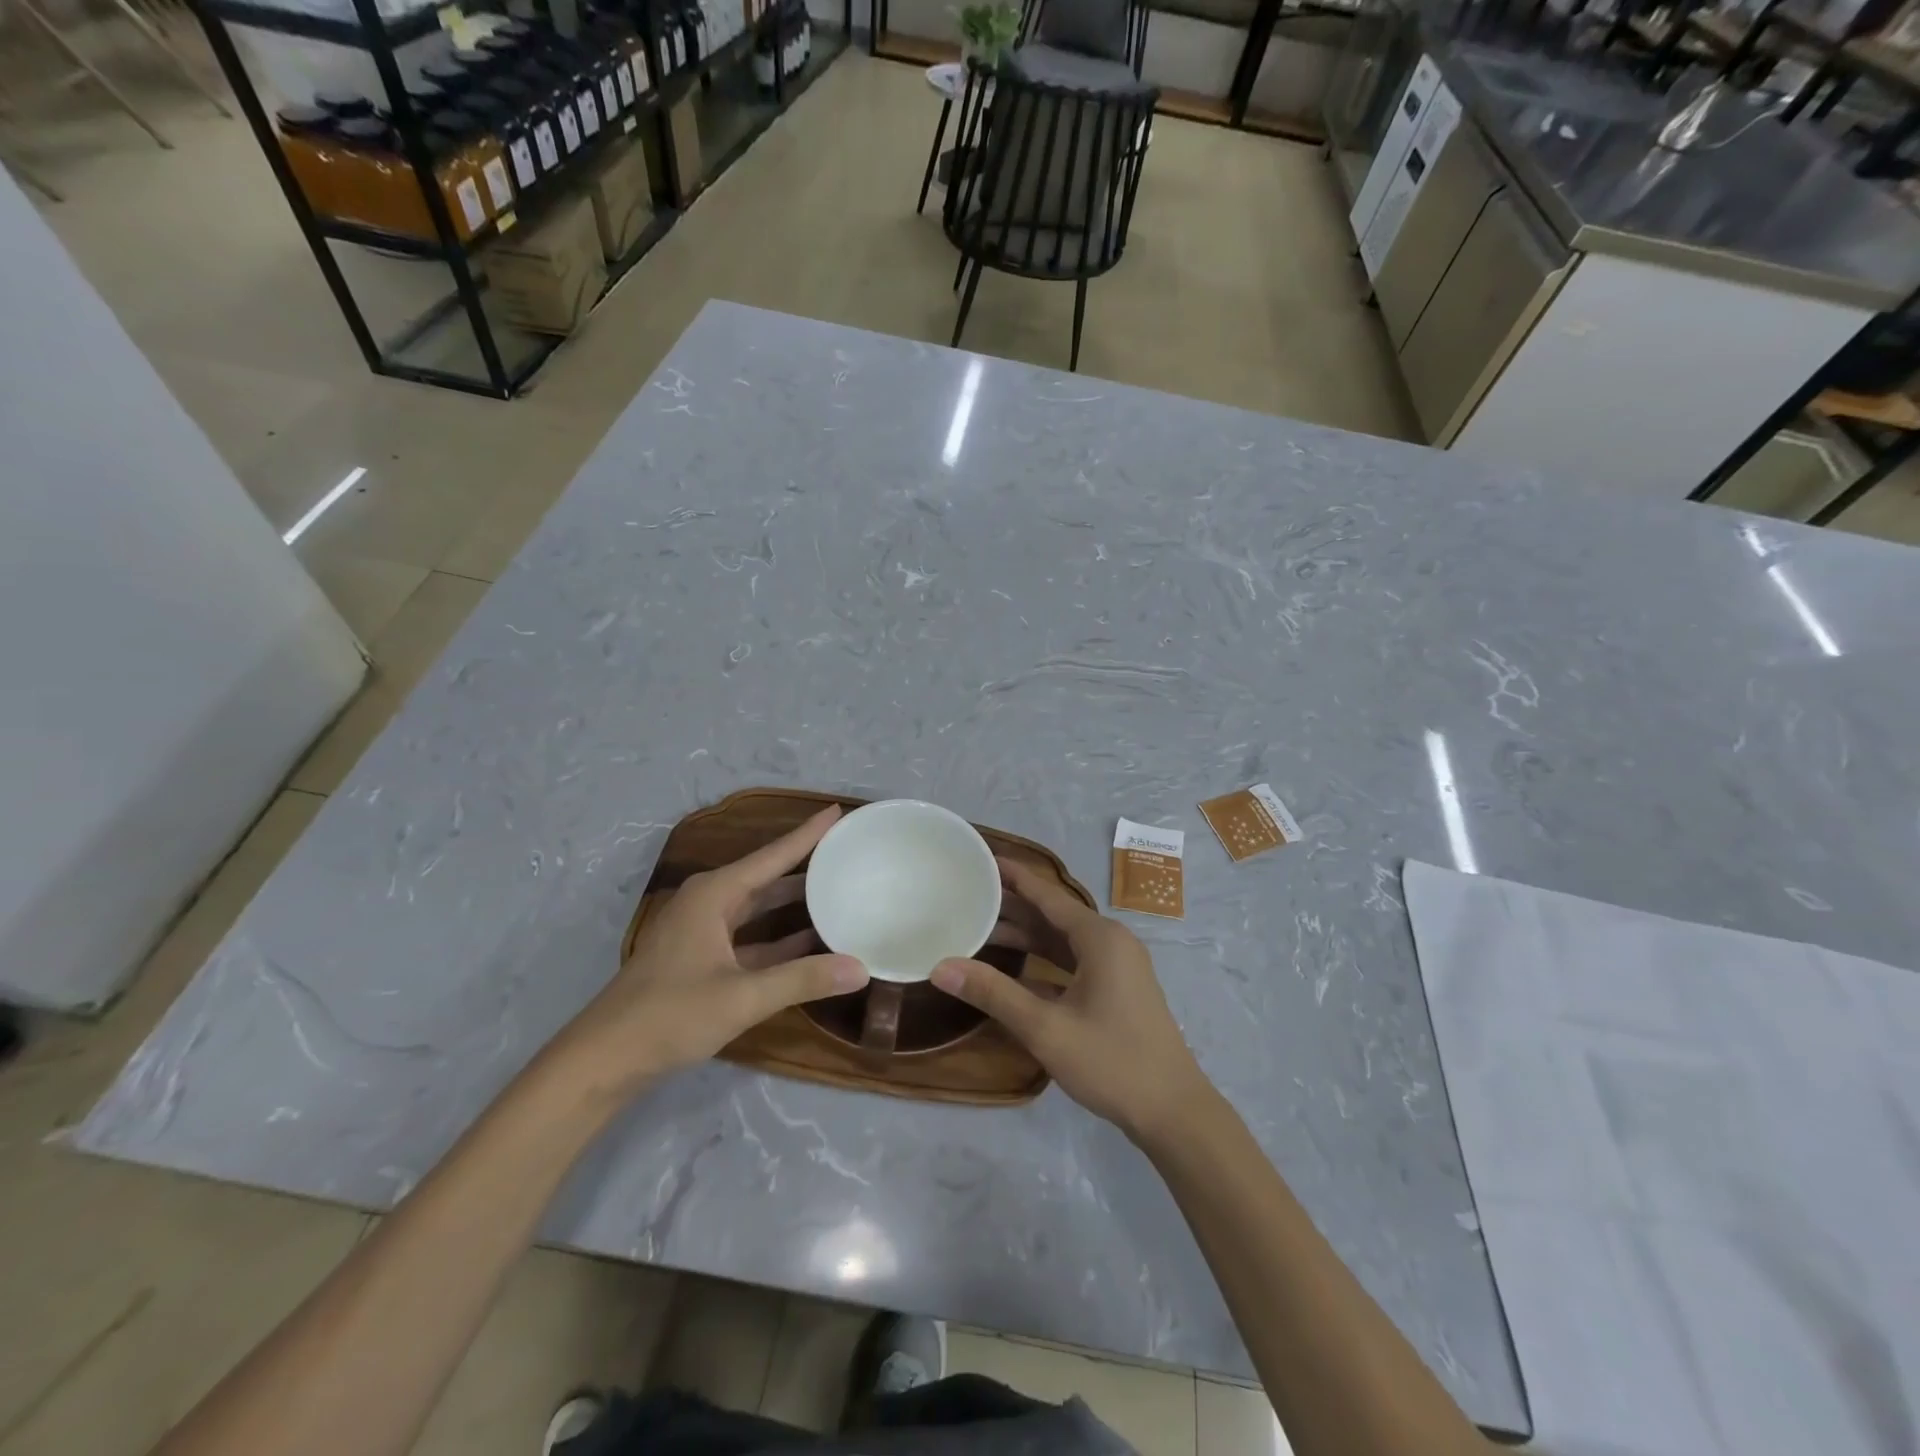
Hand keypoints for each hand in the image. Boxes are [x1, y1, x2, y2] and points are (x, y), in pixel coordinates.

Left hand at [549, 807, 867, 1099]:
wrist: (605, 1059)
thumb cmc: (670, 1014)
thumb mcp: (742, 997)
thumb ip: (802, 979)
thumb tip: (861, 968)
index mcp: (715, 894)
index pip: (773, 855)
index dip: (807, 834)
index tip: (837, 810)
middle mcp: (709, 903)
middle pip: (767, 875)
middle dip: (805, 864)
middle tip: (846, 851)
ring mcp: (704, 931)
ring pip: (759, 907)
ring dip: (794, 902)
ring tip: (838, 889)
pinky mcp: (702, 959)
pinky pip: (751, 936)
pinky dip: (780, 938)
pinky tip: (811, 941)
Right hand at [932, 857, 1211, 1143]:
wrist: (1174, 1111)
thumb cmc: (1112, 1062)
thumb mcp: (1046, 1028)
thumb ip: (993, 994)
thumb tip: (941, 966)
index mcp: (1099, 938)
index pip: (1047, 894)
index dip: (1013, 876)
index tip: (982, 860)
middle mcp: (1111, 941)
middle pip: (1053, 914)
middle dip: (1012, 905)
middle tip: (969, 895)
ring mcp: (1118, 966)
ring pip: (1063, 939)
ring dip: (1026, 935)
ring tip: (980, 927)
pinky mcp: (1118, 988)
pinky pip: (1073, 960)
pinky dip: (1044, 958)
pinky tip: (1014, 967)